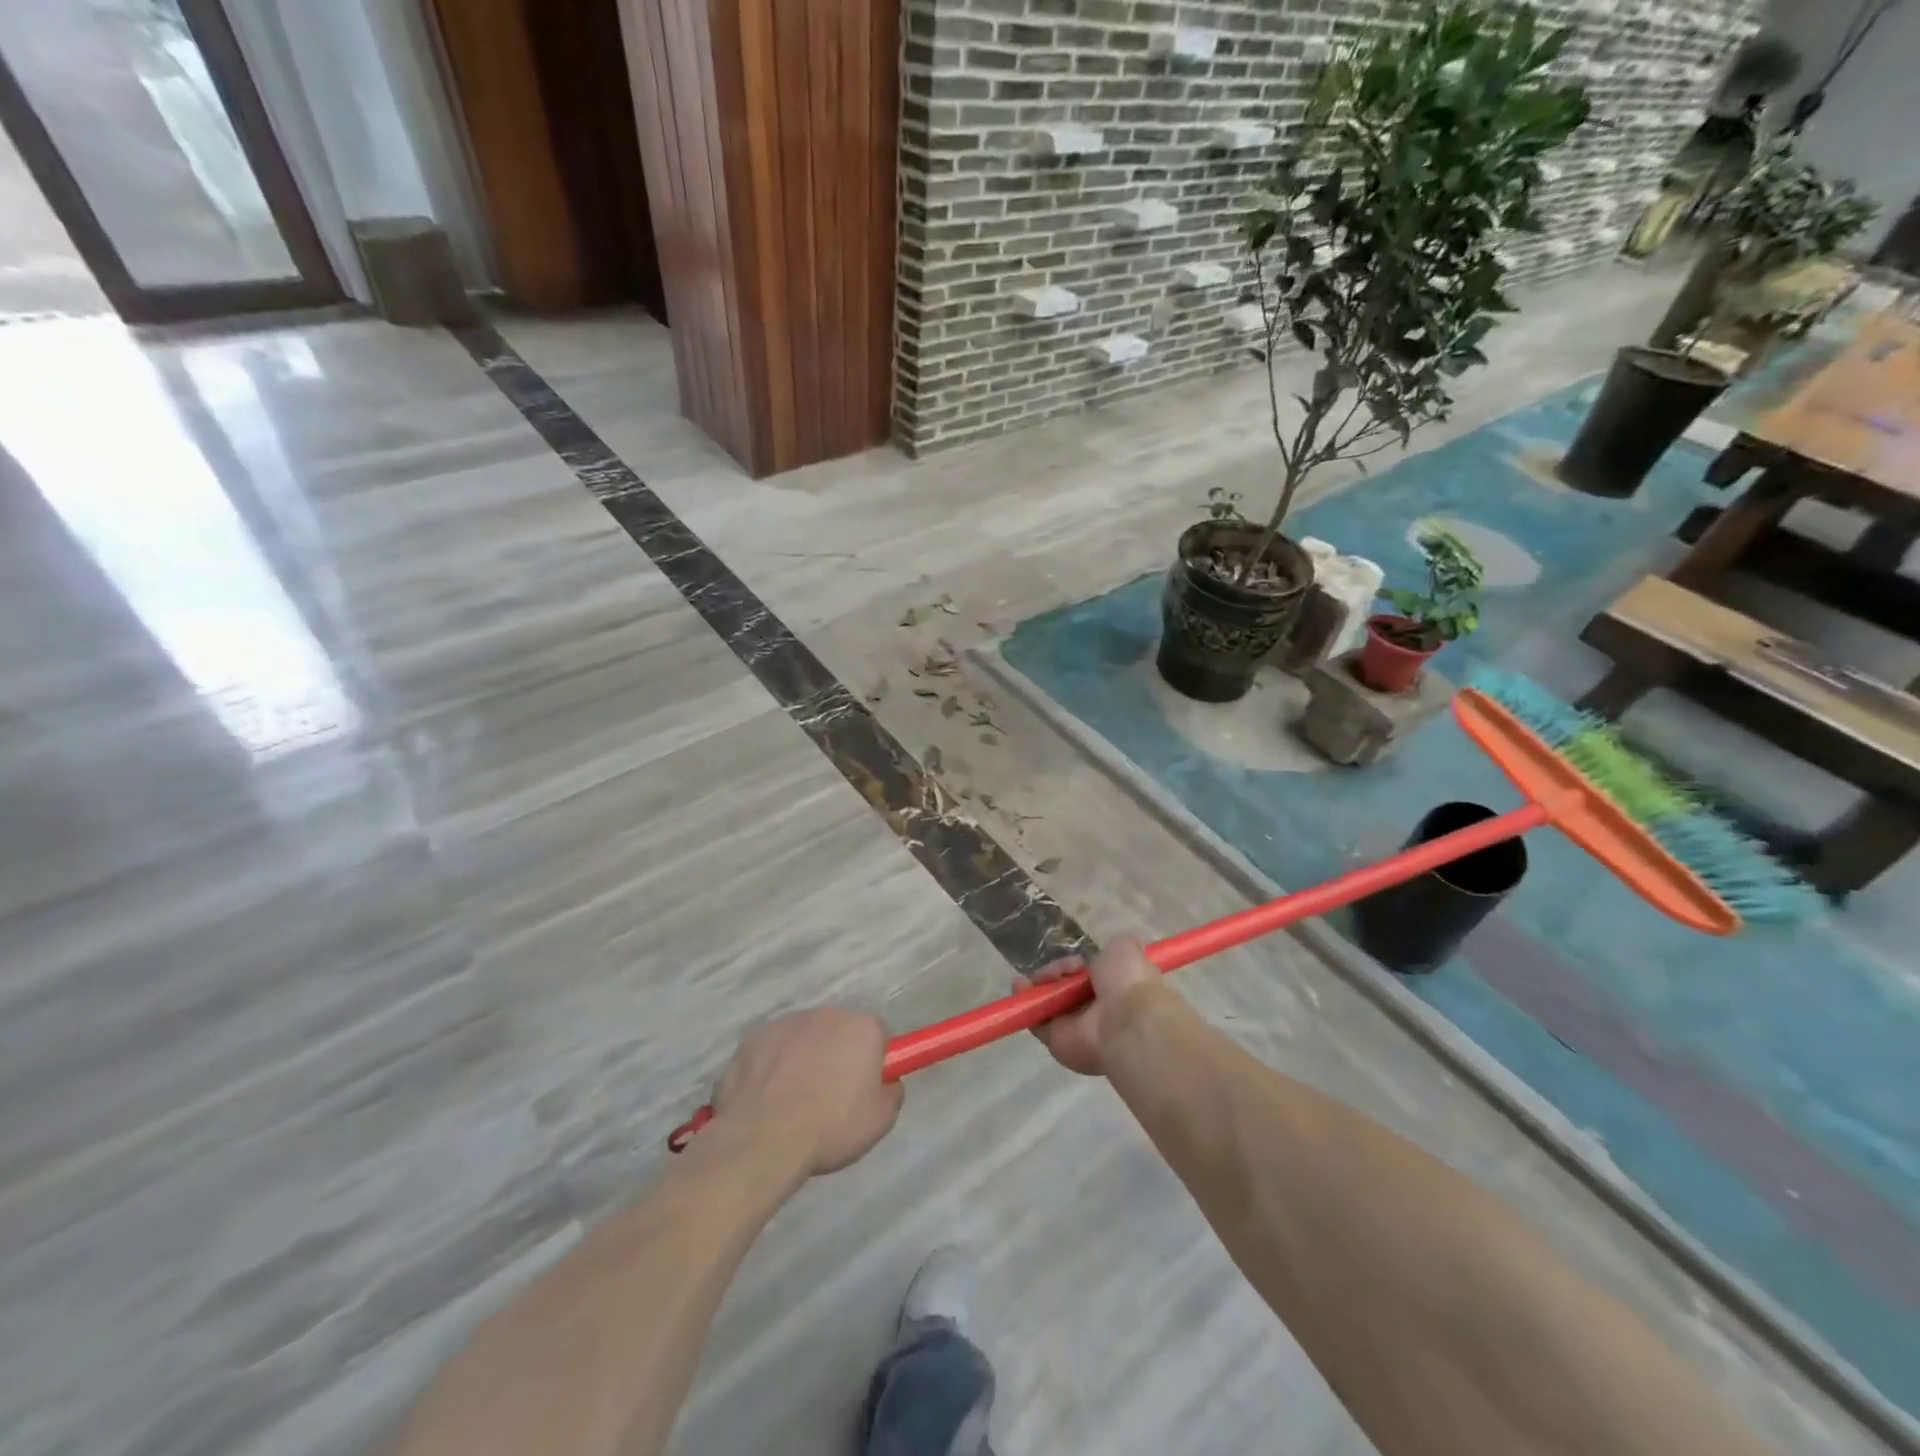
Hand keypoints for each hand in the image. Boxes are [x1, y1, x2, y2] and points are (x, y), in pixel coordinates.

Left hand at [712, 1009, 902, 1176]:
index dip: (873, 1062)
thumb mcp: (880, 1121)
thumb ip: (891, 1092)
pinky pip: (773, 1049)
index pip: (878, 1035)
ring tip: (794, 1102)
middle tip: (830, 1096)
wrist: (762, 1139)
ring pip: (804, 1038)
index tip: (864, 1088)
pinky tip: (767, 1098)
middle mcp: (827, 1014)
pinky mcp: (754, 1037)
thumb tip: (886, 1082)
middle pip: (840, 1032)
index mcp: (862, 1027)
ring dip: (804, 1059)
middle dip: (838, 1056)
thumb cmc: (829, 1127)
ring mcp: (787, 1023)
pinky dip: (773, 1066)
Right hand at [1015, 936, 1161, 1075]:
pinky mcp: (1055, 1039)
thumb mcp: (1126, 950)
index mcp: (1116, 990)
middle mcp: (1095, 1009)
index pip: (1091, 976)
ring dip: (1039, 983)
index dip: (1080, 965)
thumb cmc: (1128, 982)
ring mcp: (1075, 1026)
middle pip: (1066, 986)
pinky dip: (1025, 1001)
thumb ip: (1114, 950)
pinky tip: (1020, 985)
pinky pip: (1036, 1018)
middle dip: (1057, 972)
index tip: (1077, 961)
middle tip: (1060, 968)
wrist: (1124, 1022)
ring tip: (1038, 976)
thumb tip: (1103, 956)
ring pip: (1049, 1000)